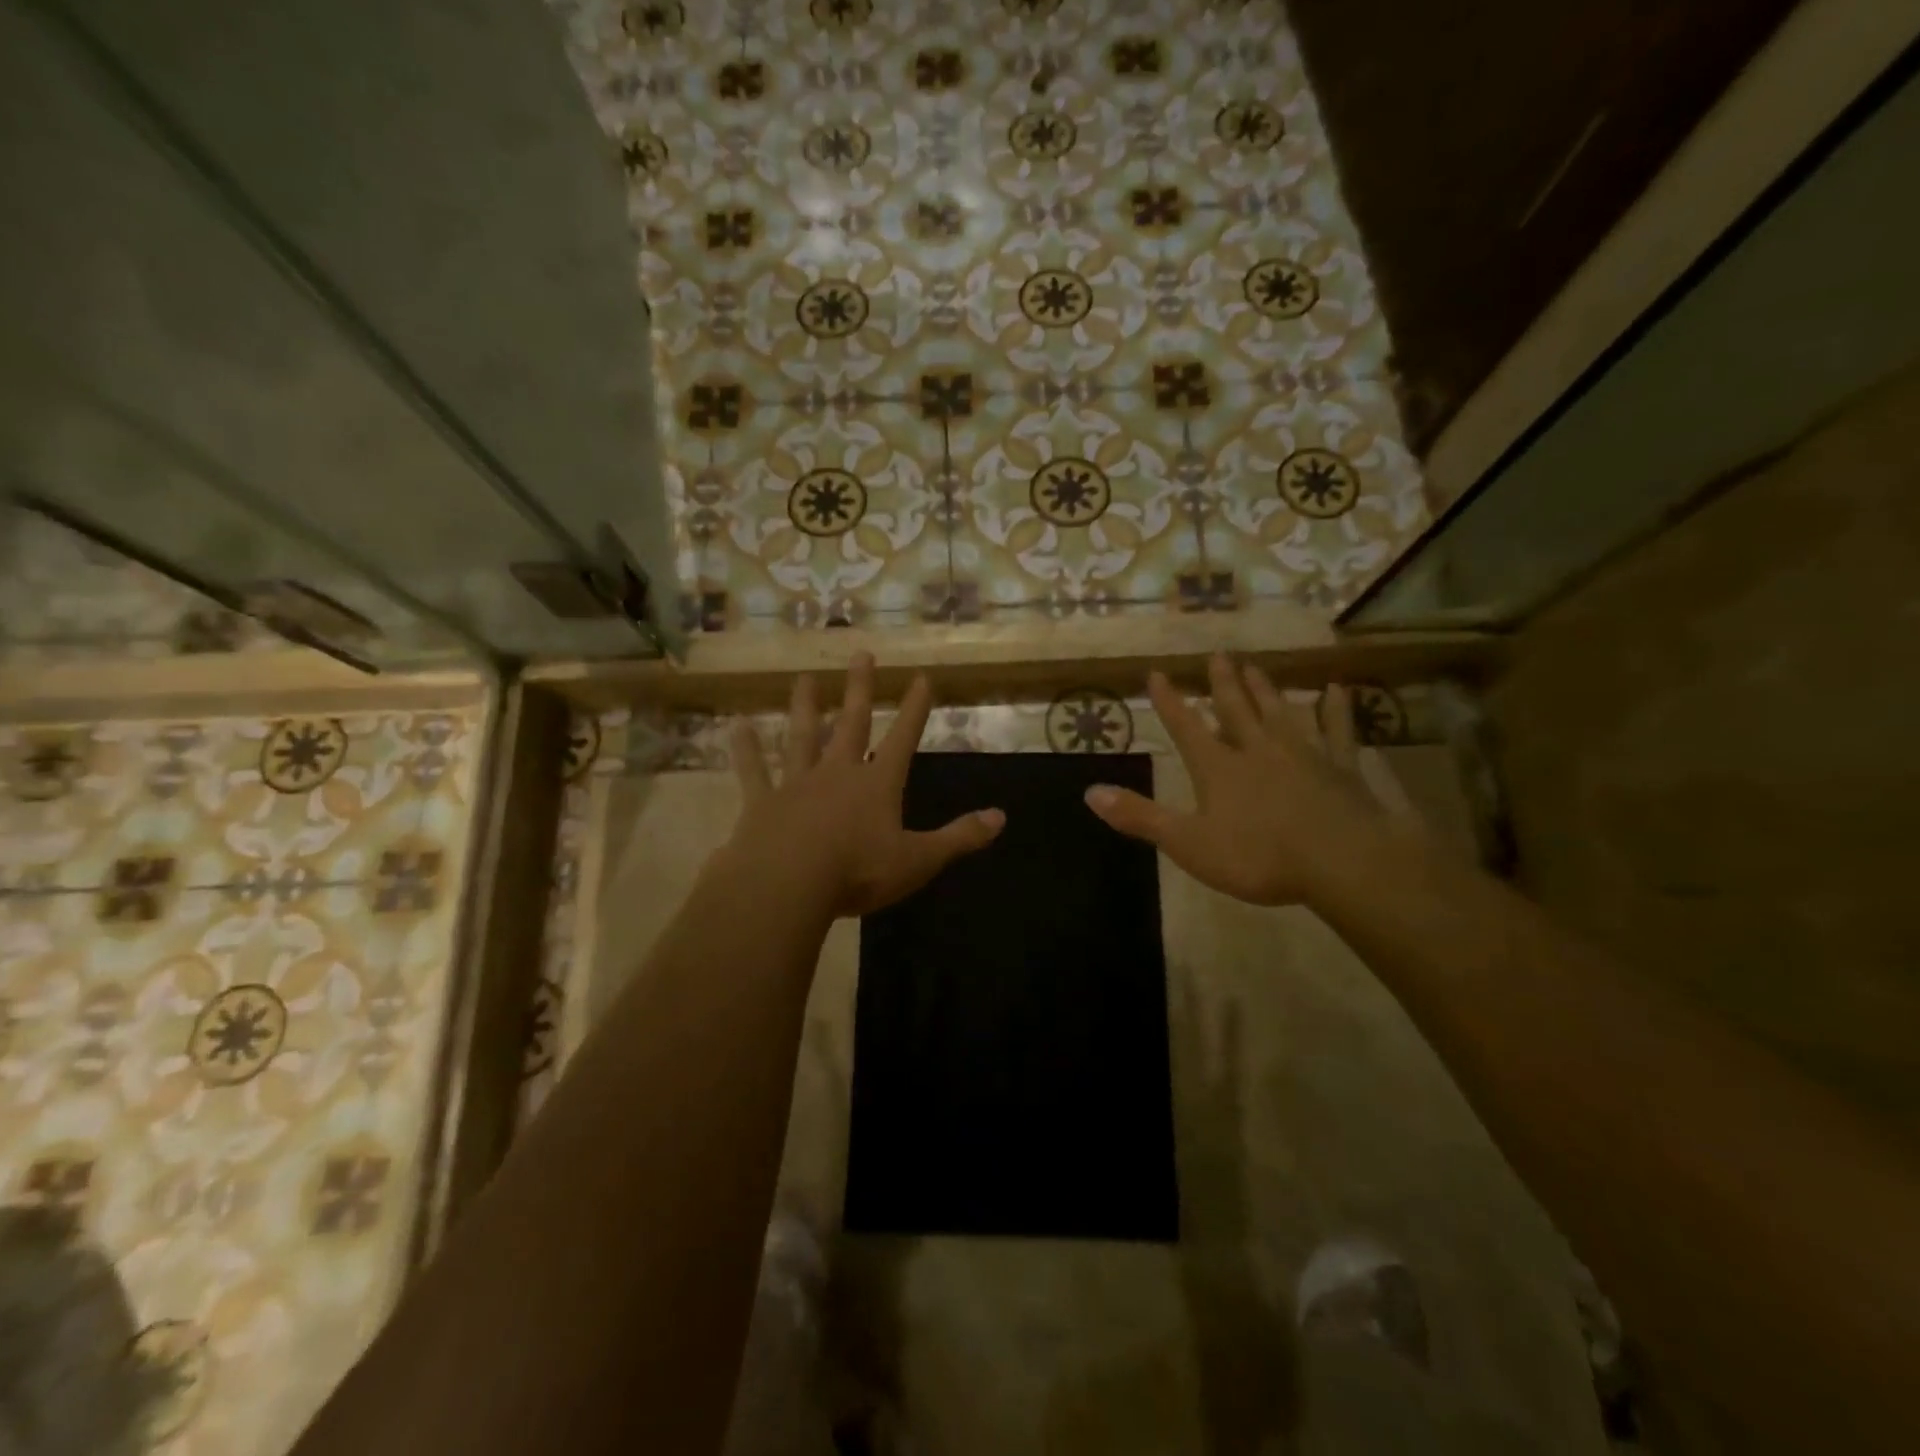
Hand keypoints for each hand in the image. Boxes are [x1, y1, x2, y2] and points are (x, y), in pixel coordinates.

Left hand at [720, 652, 1004, 917]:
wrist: (787, 886)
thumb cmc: (858, 872)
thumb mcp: (918, 860)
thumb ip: (959, 837)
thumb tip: (1002, 817)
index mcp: (877, 785)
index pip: (903, 738)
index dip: (914, 708)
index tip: (921, 676)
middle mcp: (838, 773)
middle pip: (851, 723)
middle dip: (860, 689)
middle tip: (861, 653)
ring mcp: (797, 784)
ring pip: (802, 737)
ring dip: (805, 707)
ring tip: (804, 678)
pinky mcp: (762, 803)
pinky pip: (754, 771)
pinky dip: (746, 750)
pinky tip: (737, 726)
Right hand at [1084, 655, 1390, 906]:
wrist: (1341, 861)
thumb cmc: (1258, 856)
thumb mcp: (1187, 842)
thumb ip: (1140, 816)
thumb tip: (1090, 792)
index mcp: (1218, 767)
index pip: (1186, 727)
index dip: (1169, 702)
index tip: (1157, 673)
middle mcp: (1257, 750)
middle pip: (1236, 709)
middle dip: (1222, 684)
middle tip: (1216, 655)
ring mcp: (1303, 755)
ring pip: (1280, 712)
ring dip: (1265, 690)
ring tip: (1254, 667)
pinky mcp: (1341, 768)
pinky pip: (1337, 732)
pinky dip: (1336, 710)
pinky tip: (1337, 690)